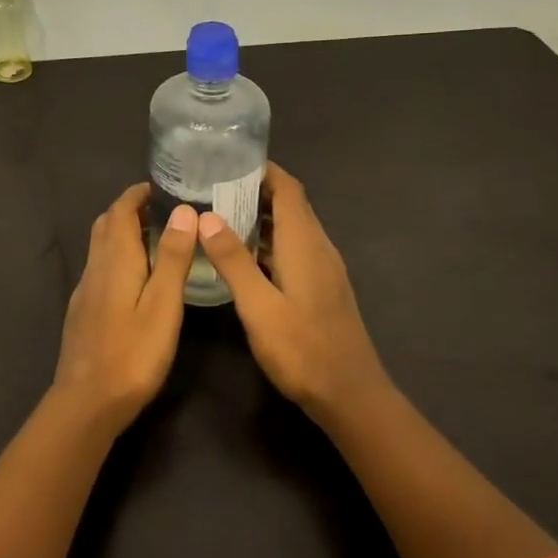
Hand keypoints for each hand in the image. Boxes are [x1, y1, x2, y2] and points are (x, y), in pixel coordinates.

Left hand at [53, 184, 198, 425]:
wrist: (87, 402)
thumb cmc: (132, 353)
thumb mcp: (162, 305)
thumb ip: (171, 257)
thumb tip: (182, 210)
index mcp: (115, 259)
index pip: (120, 209)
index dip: (138, 194)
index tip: (164, 188)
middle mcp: (95, 267)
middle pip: (107, 224)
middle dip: (131, 210)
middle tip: (165, 211)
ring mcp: (85, 290)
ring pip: (101, 247)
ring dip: (124, 233)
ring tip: (157, 240)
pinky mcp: (83, 310)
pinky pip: (100, 268)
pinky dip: (118, 256)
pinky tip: (137, 278)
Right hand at [195, 164, 389, 415]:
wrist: (351, 396)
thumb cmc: (303, 351)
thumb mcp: (259, 307)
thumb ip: (234, 261)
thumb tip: (206, 217)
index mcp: (305, 244)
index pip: (288, 189)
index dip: (263, 169)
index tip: (228, 161)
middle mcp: (319, 248)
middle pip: (291, 204)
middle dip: (256, 188)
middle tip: (214, 185)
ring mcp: (324, 269)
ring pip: (293, 227)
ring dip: (262, 215)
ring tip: (221, 213)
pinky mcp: (323, 287)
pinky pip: (295, 248)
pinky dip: (270, 240)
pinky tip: (245, 255)